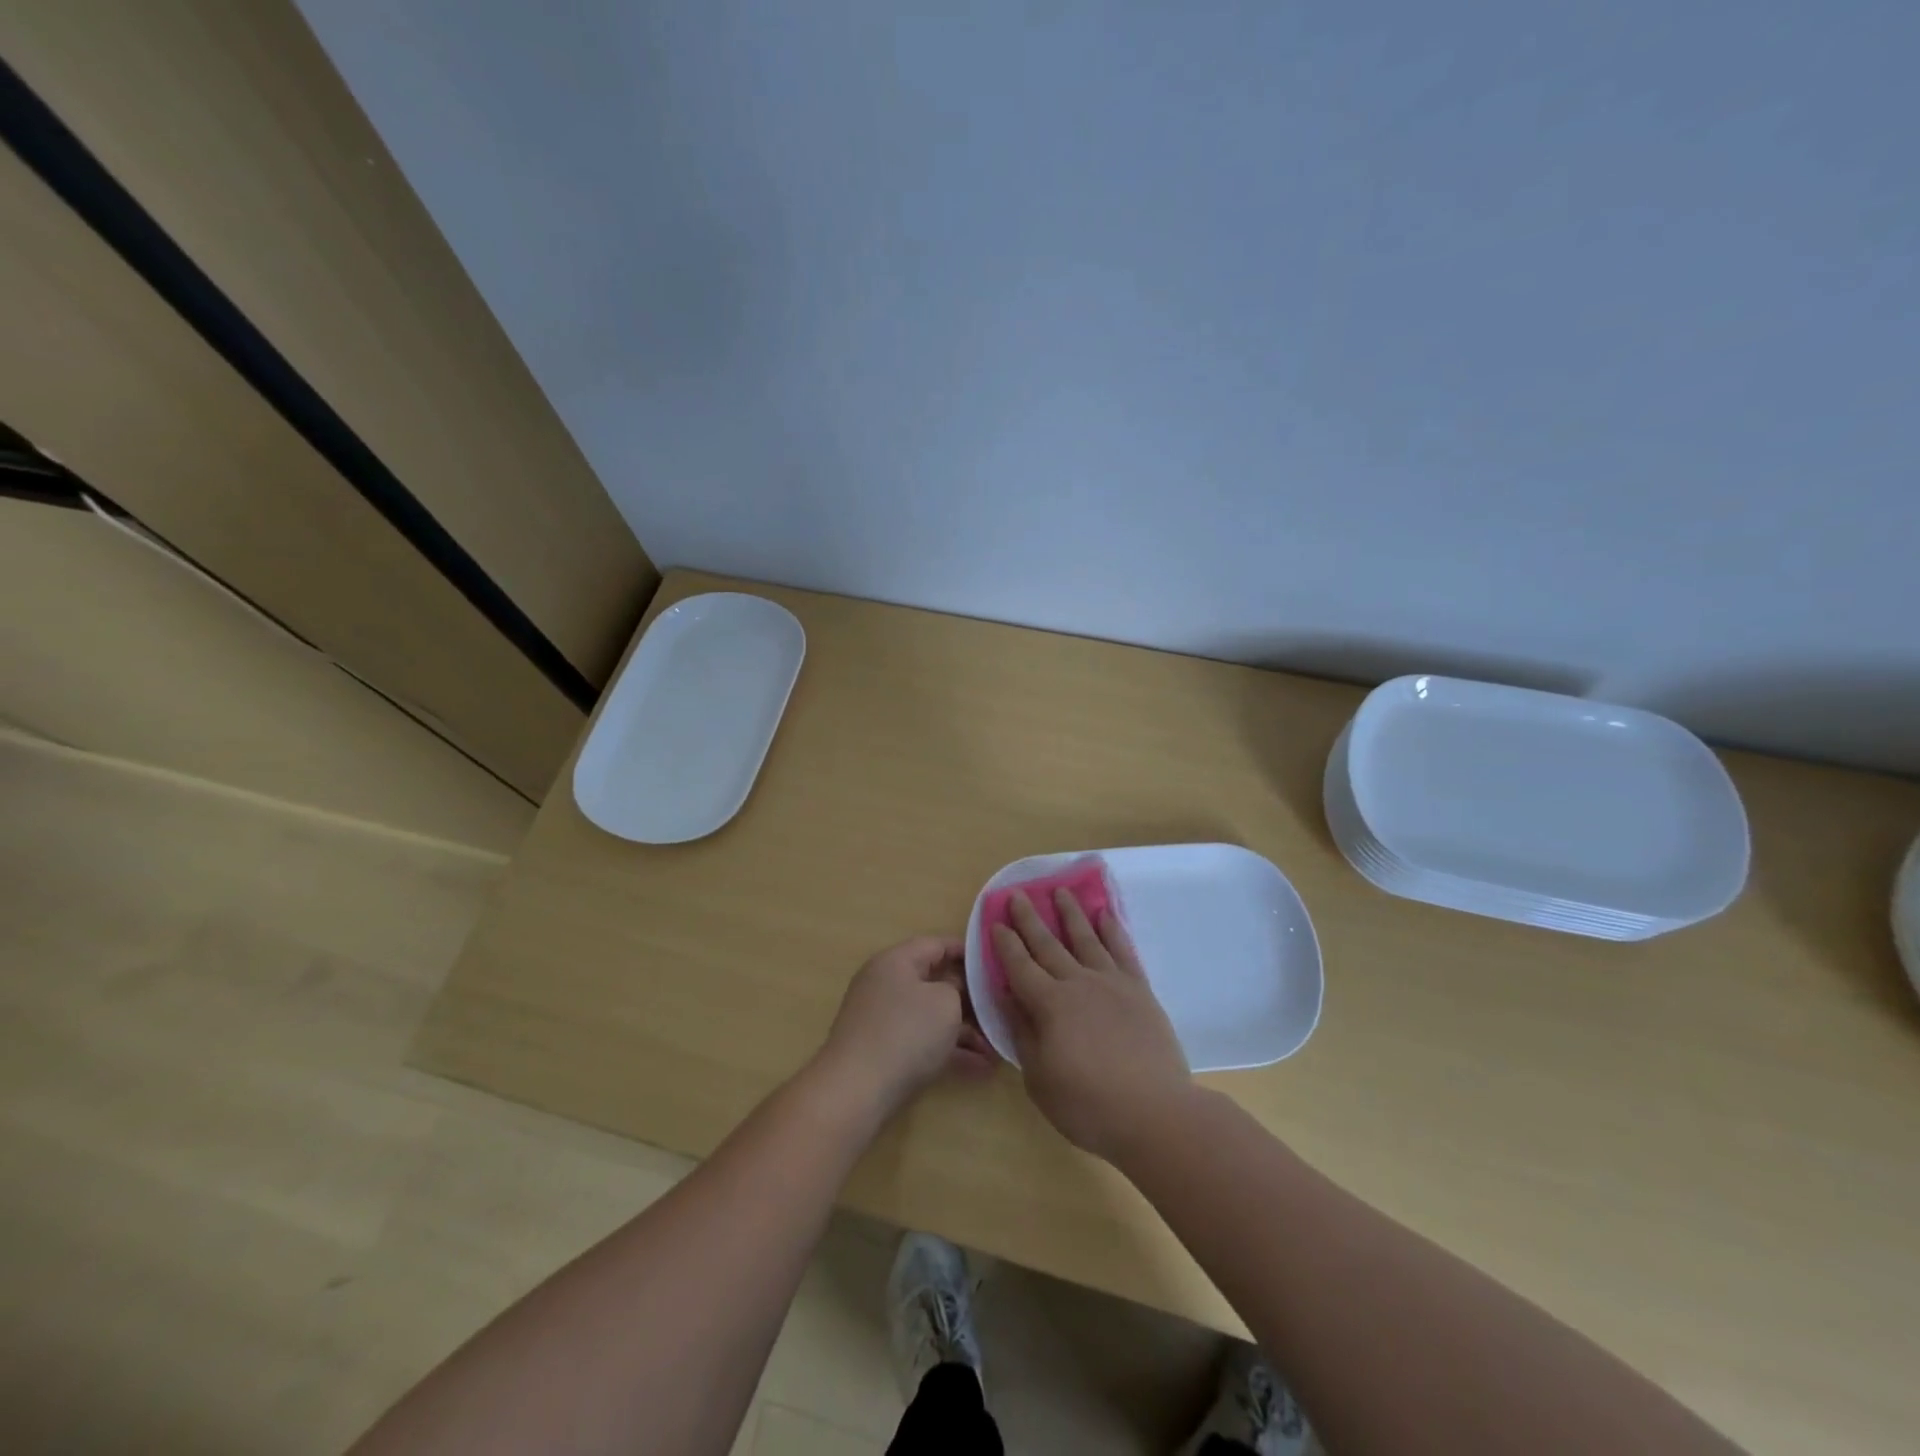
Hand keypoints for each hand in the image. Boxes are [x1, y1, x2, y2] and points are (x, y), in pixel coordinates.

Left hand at [813, 936, 996, 1119]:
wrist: (856, 1091)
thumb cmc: (906, 1032)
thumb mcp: (945, 1002)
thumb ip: (958, 988)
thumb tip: (955, 991)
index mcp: (896, 961)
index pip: (936, 944)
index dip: (968, 952)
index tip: (996, 965)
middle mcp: (886, 984)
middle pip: (936, 982)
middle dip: (971, 998)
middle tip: (1002, 1008)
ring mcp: (884, 1019)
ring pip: (932, 1016)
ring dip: (965, 1030)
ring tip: (998, 1047)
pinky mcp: (885, 1051)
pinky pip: (924, 1042)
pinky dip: (950, 1050)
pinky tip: (982, 1068)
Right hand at [991, 890, 1191, 1159]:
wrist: (1155, 1113)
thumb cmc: (1088, 1105)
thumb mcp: (1039, 1078)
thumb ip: (1023, 1033)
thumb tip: (1009, 998)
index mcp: (1049, 1004)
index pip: (1020, 966)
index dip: (1006, 944)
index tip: (996, 922)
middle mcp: (1078, 983)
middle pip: (1048, 944)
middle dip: (1030, 919)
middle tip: (1018, 894)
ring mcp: (1111, 983)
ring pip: (1086, 938)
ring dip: (1071, 914)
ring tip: (1060, 891)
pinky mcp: (1139, 990)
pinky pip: (1123, 951)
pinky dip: (1113, 930)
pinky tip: (1106, 915)